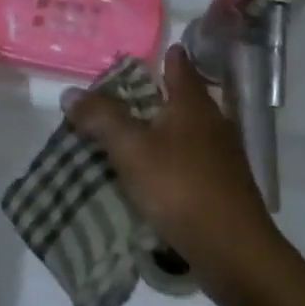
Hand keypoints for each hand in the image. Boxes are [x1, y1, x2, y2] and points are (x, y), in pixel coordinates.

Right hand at [61, 45, 284, 303]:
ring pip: (188, 130)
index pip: (179, 65)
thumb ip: (102, 118)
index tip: (141, 55)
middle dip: (157, 94)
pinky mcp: (223, 185)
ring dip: (162, 130)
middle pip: (183, 97)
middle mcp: (213, 122)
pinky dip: (171, 159)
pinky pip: (190, 160)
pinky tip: (152, 174)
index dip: (163, 56)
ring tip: (129, 136)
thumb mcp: (131, 150)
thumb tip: (71, 92)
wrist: (233, 249)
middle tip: (120, 97)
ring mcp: (222, 155)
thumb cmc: (181, 188)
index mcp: (193, 103)